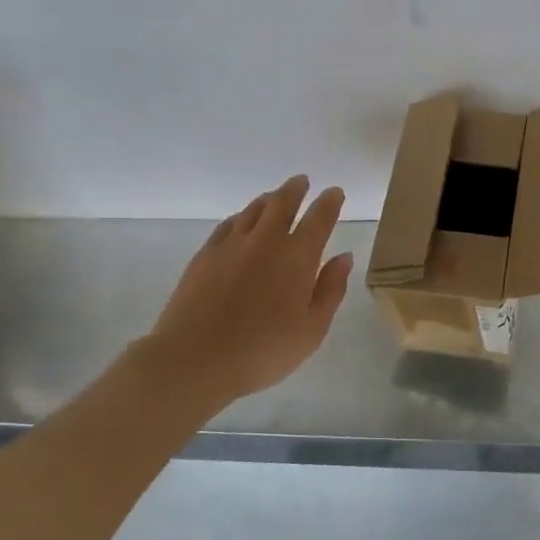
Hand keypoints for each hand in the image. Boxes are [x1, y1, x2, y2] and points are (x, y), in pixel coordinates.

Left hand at [138, 175, 352, 407]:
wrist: (196, 358)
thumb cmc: (264, 351)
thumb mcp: (312, 330)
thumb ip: (331, 290)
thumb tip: (344, 257)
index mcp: (298, 257)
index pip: (319, 218)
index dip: (330, 202)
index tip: (335, 192)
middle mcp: (266, 241)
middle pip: (283, 203)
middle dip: (296, 189)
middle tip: (302, 181)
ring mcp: (232, 244)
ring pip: (254, 209)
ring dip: (269, 199)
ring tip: (275, 196)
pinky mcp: (205, 255)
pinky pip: (228, 224)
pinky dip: (241, 216)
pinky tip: (241, 221)